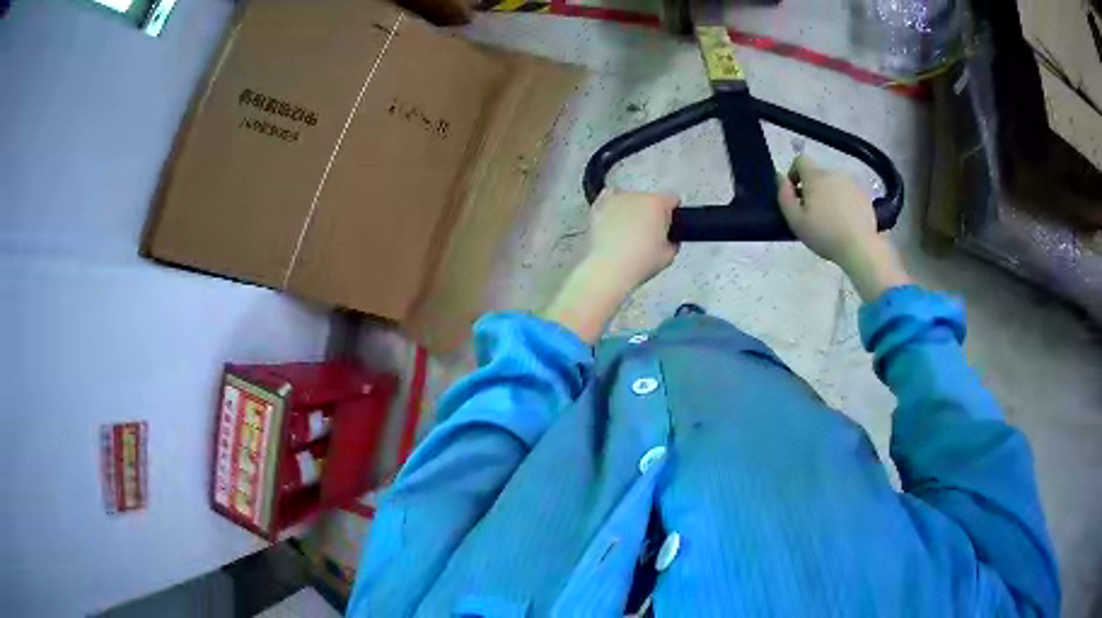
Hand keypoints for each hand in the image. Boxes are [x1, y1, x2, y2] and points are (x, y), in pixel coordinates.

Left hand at [542, 191, 678, 342]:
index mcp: (657, 204)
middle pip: (650, 199)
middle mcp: (637, 195)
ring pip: (629, 199)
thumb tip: (667, 239)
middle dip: (651, 213)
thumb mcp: (669, 255)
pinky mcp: (598, 207)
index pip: (672, 199)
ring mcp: (615, 199)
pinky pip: (608, 198)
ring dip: (632, 209)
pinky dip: (612, 206)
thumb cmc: (642, 262)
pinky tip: (612, 219)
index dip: (672, 213)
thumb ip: (672, 241)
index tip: (669, 227)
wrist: (610, 268)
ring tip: (627, 230)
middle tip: (648, 234)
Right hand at [778, 155, 909, 300]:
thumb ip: (784, 196)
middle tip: (813, 213)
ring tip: (831, 219)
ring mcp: (852, 184)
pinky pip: (848, 193)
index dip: (794, 173)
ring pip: (834, 184)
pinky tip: (845, 222)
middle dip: (813, 189)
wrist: (860, 248)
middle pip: (818, 174)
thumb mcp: (795, 221)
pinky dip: (844, 202)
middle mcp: (834, 174)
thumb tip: (780, 178)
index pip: (801, 160)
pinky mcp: (864, 195)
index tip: (795, 192)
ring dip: (829, 195)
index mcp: (816, 177)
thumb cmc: (825, 235)